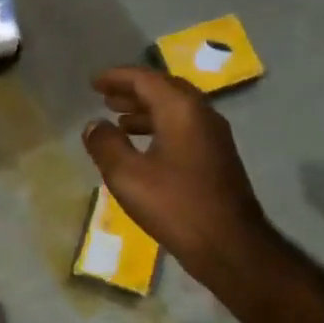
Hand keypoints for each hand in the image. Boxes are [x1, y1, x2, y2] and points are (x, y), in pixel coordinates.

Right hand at [82, 66, 273, 294]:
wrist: (229, 245)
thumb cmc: (175, 205)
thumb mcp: (127, 175)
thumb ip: (106, 144)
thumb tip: (94, 125)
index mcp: (181, 110)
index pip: (145, 79)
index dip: (117, 77)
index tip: (94, 82)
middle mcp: (202, 114)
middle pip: (164, 89)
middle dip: (133, 90)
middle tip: (106, 96)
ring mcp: (214, 136)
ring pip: (176, 110)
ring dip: (146, 110)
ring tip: (119, 119)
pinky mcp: (217, 157)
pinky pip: (184, 128)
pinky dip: (159, 127)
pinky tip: (144, 147)